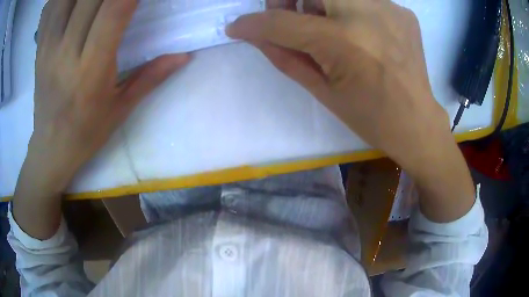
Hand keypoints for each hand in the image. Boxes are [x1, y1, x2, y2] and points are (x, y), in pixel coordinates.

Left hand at [14, 0, 189, 238]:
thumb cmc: (87, 133)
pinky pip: (50, 9)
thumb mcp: (121, 109)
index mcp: (91, 71)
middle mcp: (66, 53)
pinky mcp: (40, 48)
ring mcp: (48, 48)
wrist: (51, 148)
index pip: (113, 12)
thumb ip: (151, 77)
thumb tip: (185, 55)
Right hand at [228, 0, 474, 221]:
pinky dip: (349, 9)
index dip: (253, 23)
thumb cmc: (370, 117)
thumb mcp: (322, 91)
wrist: (417, 121)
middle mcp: (368, 14)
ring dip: (320, 3)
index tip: (238, 26)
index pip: (282, 22)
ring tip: (326, 25)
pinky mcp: (402, 10)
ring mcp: (389, 8)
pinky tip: (359, 31)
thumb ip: (285, 57)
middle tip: (288, 14)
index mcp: (344, 42)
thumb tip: (255, 35)